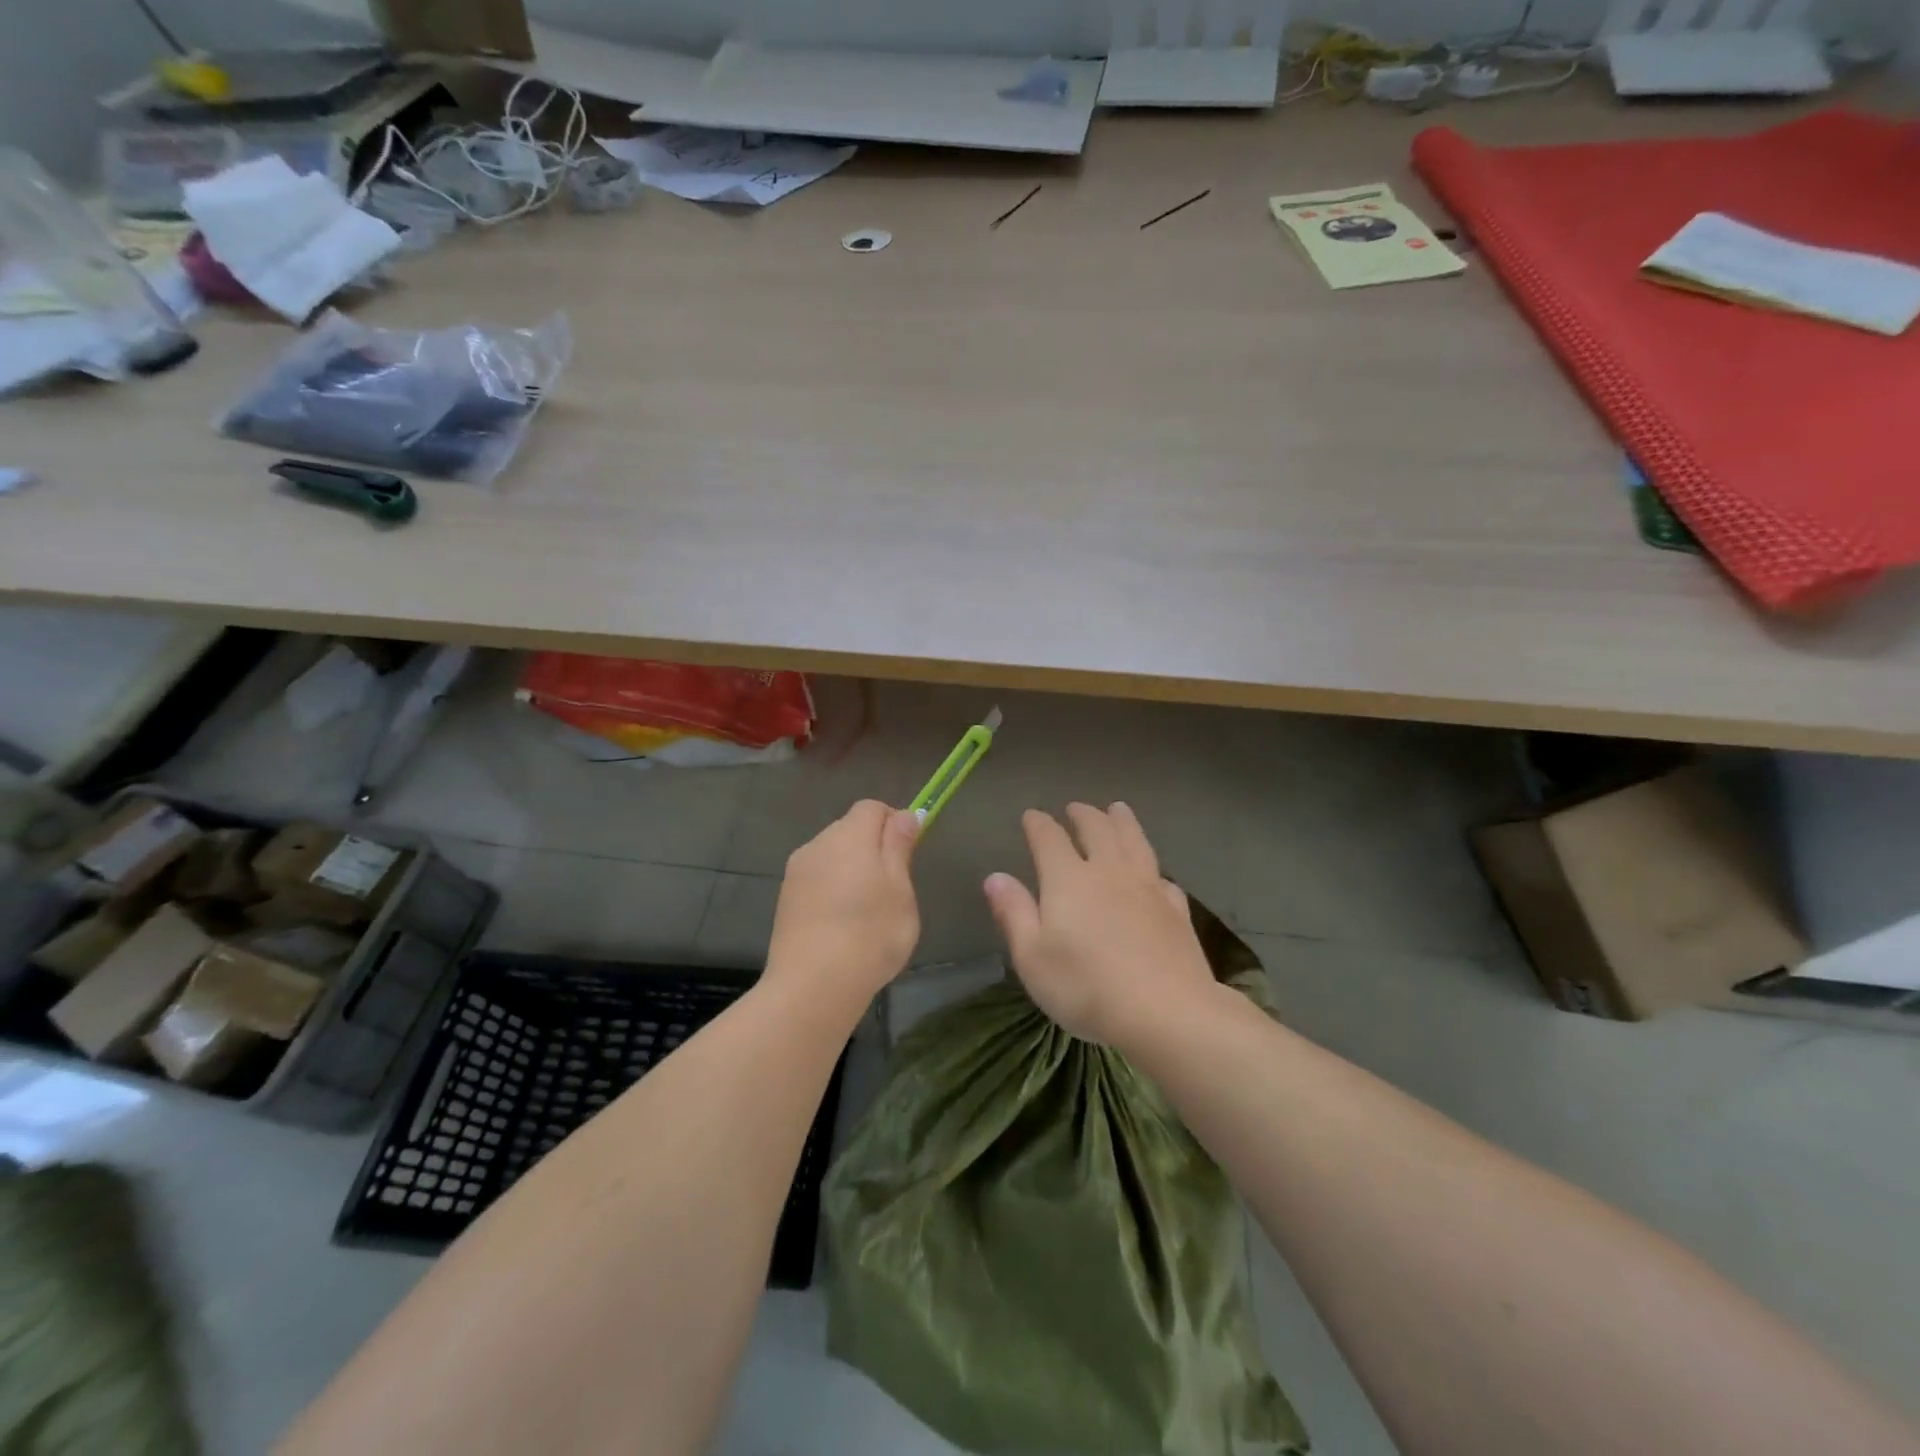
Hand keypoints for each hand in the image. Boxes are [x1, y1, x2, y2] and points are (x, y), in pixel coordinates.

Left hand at [766, 799, 920, 1005]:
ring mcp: (797, 872)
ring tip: (864, 912)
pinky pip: (816, 880)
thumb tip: (904, 815)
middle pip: (850, 829)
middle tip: (891, 889)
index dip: (894, 823)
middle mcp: (818, 844)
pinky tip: (840, 925)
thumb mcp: (900, 889)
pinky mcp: (785, 898)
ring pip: (832, 856)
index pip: (873, 808)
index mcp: (850, 836)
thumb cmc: (870, 934)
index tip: (907, 856)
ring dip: (850, 870)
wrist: (813, 985)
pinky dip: (832, 891)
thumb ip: (899, 846)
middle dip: (872, 848)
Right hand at [985, 802, 1217, 1048]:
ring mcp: (1148, 888)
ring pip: (1134, 841)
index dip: (1038, 824)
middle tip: (1075, 807)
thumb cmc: (1086, 987)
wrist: (1166, 1011)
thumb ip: (1014, 913)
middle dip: (1083, 814)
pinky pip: (1163, 878)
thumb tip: (995, 877)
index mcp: (1069, 879)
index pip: (1049, 838)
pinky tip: (1155, 874)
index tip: (1031, 816)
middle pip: (1097, 829)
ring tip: (1118, 809)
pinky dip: (1153, 868)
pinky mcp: (1176, 910)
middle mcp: (1109, 872)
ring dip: (1123, 821)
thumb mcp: (1032, 957)